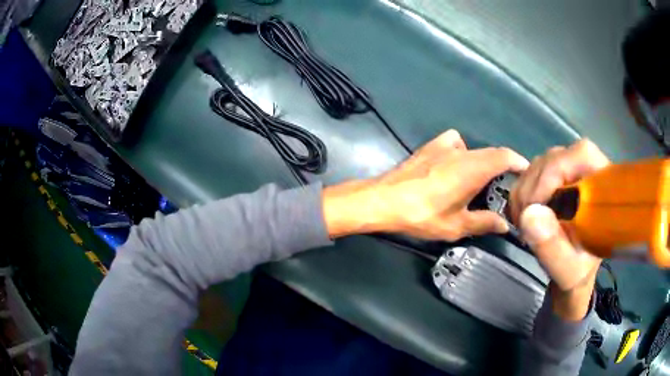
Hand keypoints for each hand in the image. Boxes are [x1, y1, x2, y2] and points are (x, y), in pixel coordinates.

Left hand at [323, 129, 528, 240]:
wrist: (383, 200)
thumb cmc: (422, 215)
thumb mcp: (456, 225)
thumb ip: (484, 222)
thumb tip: (505, 225)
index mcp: (473, 167)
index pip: (505, 156)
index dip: (519, 161)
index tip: (526, 172)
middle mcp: (462, 151)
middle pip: (491, 152)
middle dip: (502, 166)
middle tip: (506, 186)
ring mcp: (444, 145)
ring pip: (473, 149)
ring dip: (481, 162)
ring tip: (479, 182)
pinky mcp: (429, 146)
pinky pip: (454, 143)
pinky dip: (462, 152)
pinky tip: (454, 166)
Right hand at [509, 139, 609, 320]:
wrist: (575, 269)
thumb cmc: (578, 270)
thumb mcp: (568, 269)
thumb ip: (552, 246)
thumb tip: (529, 215)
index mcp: (603, 188)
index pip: (581, 155)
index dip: (554, 171)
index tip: (535, 205)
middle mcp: (588, 170)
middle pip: (555, 158)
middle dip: (533, 187)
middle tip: (523, 221)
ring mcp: (571, 170)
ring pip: (541, 163)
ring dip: (525, 191)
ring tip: (524, 222)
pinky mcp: (557, 176)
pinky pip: (533, 172)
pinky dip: (522, 191)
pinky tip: (523, 214)